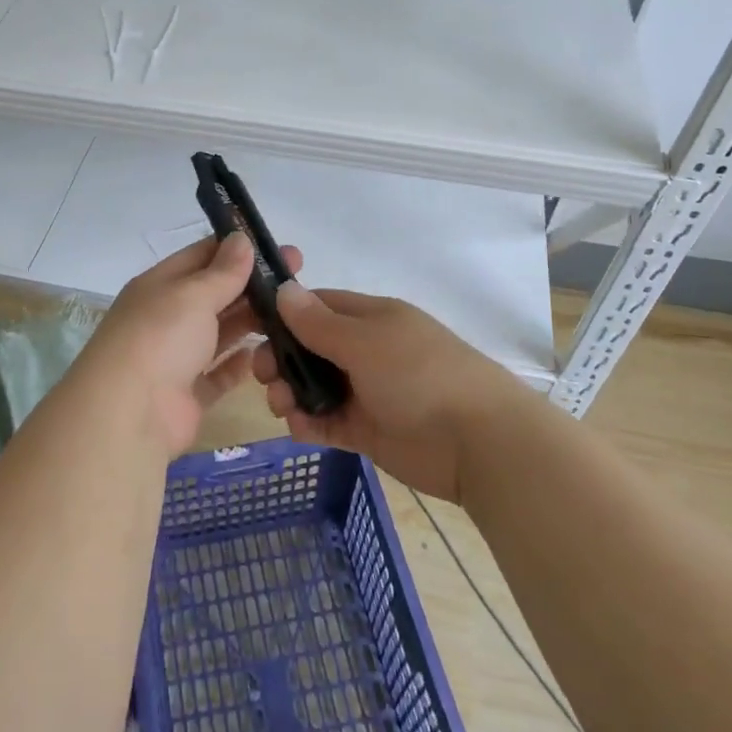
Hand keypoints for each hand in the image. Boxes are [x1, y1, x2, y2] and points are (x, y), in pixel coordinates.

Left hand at [77, 234, 299, 455]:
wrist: (129, 414)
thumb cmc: (160, 338)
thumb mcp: (193, 294)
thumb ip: (223, 271)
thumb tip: (242, 239)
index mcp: (160, 285)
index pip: (201, 256)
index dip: (238, 249)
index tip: (278, 248)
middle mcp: (166, 318)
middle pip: (214, 294)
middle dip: (252, 285)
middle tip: (297, 278)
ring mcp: (176, 358)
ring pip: (219, 333)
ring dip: (250, 322)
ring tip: (292, 314)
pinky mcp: (188, 395)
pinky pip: (218, 374)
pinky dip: (238, 364)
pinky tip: (264, 354)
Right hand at [256, 284, 522, 502]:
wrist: (478, 442)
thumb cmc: (419, 375)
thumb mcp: (364, 341)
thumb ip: (319, 323)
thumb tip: (283, 290)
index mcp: (370, 318)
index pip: (318, 306)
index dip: (285, 314)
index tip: (252, 328)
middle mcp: (366, 350)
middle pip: (310, 348)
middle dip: (282, 359)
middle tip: (263, 375)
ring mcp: (367, 391)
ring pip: (315, 386)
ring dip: (291, 393)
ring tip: (282, 406)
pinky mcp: (368, 430)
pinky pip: (328, 421)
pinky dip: (309, 424)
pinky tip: (299, 428)